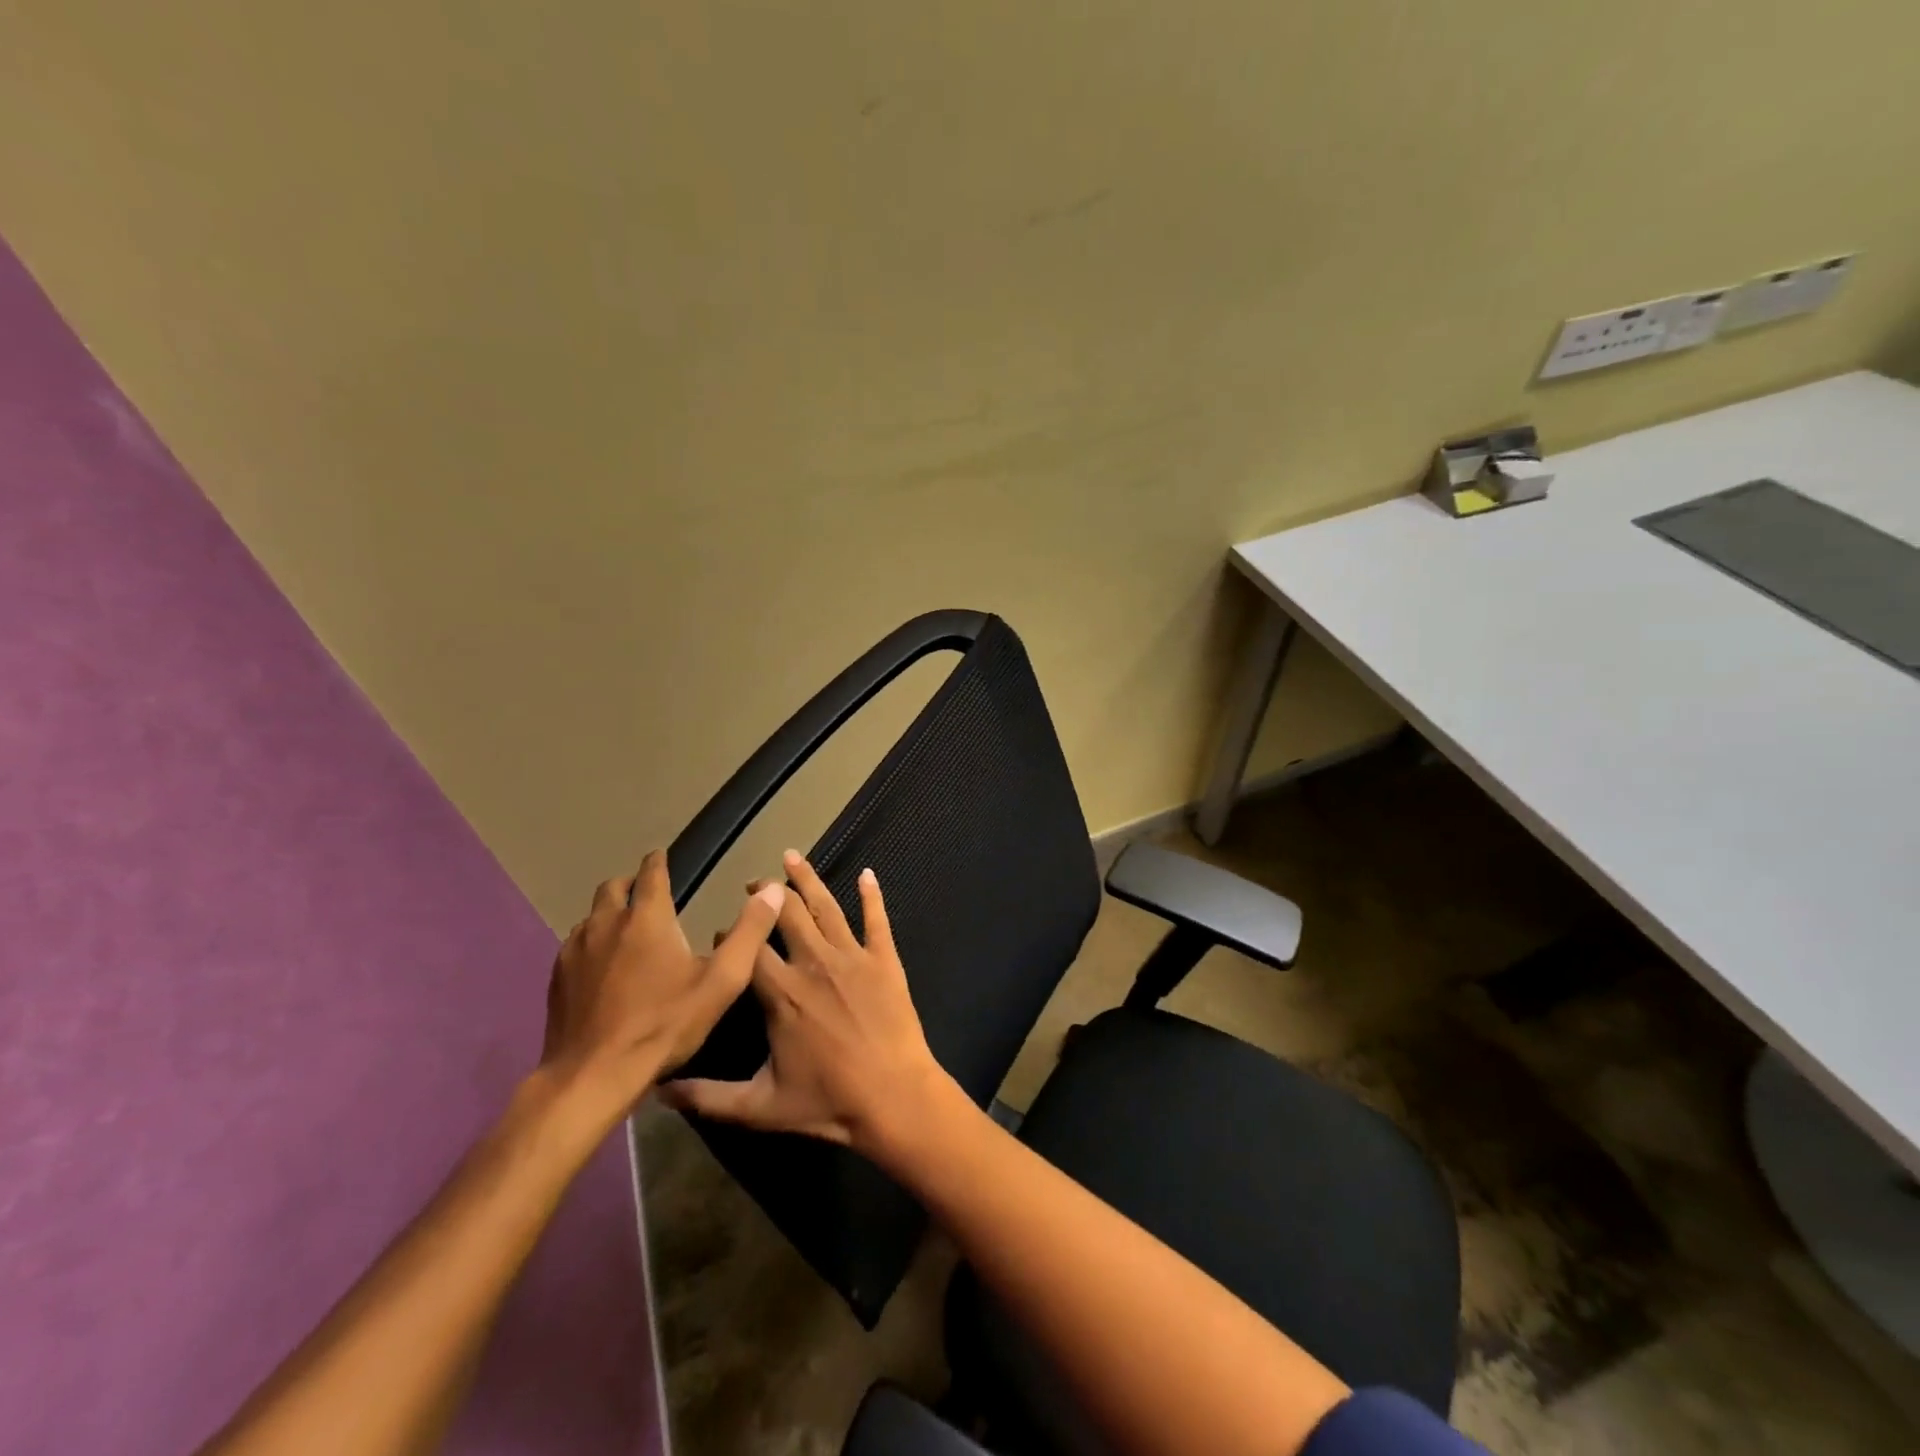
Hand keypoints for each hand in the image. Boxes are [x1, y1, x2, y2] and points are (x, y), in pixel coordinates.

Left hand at [539, 850, 783, 1123]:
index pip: (651, 873)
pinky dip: (591, 943)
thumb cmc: (664, 1025)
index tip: (661, 857)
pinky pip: (575, 944)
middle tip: (646, 893)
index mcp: (647, 918)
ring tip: (626, 931)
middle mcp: (606, 923)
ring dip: (609, 914)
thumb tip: (772, 890)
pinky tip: (601, 966)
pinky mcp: (556, 976)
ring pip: (591, 916)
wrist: (593, 1075)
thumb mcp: (721, 982)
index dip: (658, 862)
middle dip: (631, 884)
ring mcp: (575, 950)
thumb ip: (749, 932)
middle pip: (613, 887)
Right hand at [660, 850, 950, 1153]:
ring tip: (792, 857)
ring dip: (808, 879)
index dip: (733, 937)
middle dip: (767, 896)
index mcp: (781, 993)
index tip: (721, 932)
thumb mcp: (760, 1106)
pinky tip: (867, 874)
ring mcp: (852, 957)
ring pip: (826, 907)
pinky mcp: (884, 960)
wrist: (894, 1098)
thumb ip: (708, 1097)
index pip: (749, 950)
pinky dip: (871, 895)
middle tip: (756, 883)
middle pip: (786, 916)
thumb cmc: (828, 1102)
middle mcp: (814, 963)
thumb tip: (658, 1091)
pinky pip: (876, 919)